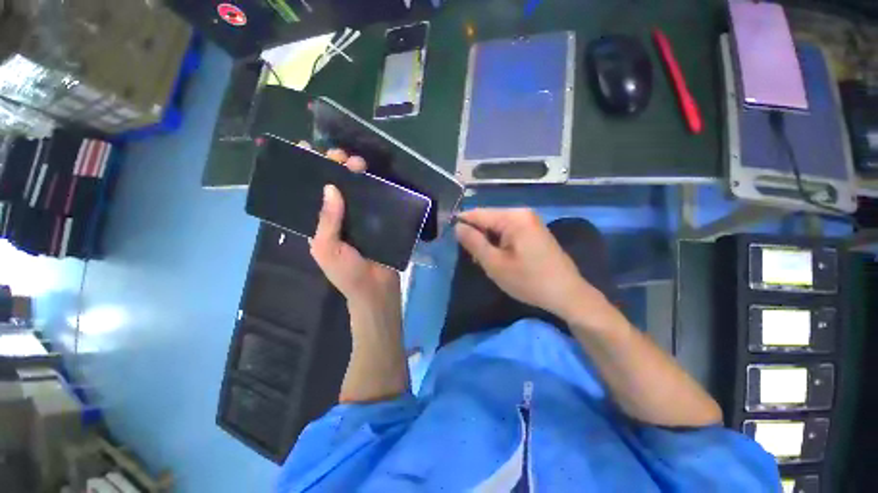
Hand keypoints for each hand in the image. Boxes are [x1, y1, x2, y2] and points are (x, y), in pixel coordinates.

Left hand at [308, 149, 400, 311]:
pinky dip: (373, 187)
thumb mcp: (327, 249)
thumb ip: (327, 221)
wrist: (375, 288)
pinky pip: (374, 201)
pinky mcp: (378, 221)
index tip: (307, 149)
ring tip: (357, 163)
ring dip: (355, 174)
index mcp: (319, 225)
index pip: (310, 193)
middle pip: (333, 186)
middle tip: (339, 156)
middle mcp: (338, 218)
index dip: (307, 171)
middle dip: (334, 167)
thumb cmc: (346, 273)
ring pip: (355, 190)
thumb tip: (330, 188)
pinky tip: (373, 176)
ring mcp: (360, 219)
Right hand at [455, 208, 607, 320]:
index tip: (452, 240)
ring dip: (487, 241)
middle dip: (477, 236)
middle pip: (488, 219)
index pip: (477, 213)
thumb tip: (458, 226)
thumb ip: (474, 242)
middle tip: (473, 258)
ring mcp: (529, 221)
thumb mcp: (495, 264)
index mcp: (513, 217)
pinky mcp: (533, 231)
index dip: (462, 224)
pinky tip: (499, 258)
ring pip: (497, 226)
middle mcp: (522, 213)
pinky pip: (508, 231)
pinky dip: (499, 243)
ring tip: (486, 261)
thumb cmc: (529, 280)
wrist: (567, 294)